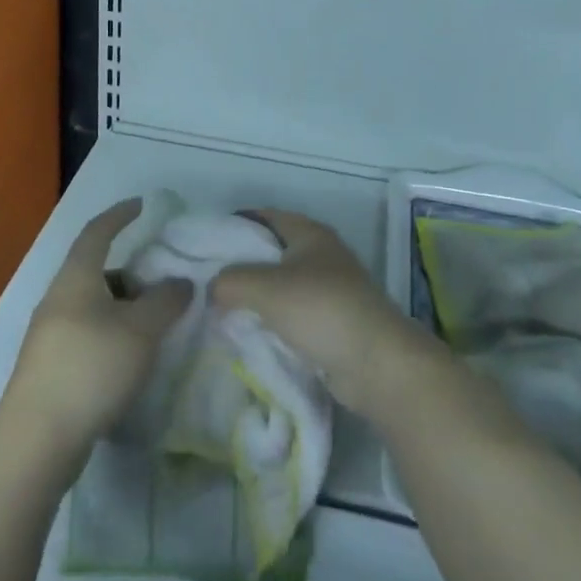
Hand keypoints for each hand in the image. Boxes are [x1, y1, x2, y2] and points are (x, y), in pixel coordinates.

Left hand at [5, 199, 192, 452]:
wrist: (37, 439)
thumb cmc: (91, 368)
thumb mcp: (141, 329)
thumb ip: (166, 300)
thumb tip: (181, 282)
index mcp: (76, 278)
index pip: (97, 232)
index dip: (119, 215)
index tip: (141, 205)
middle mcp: (58, 299)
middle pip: (97, 271)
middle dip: (131, 273)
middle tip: (162, 284)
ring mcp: (50, 335)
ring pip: (93, 306)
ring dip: (123, 308)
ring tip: (154, 327)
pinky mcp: (50, 368)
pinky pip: (88, 334)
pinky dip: (113, 334)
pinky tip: (132, 359)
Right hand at [211, 210, 432, 417]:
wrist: (376, 363)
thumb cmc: (321, 310)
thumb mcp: (266, 288)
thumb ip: (231, 280)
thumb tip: (212, 287)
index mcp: (310, 233)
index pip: (266, 217)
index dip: (236, 224)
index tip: (205, 243)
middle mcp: (321, 255)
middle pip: (272, 252)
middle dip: (241, 265)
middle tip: (207, 282)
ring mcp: (329, 290)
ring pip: (281, 286)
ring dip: (256, 298)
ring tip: (220, 311)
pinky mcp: (332, 323)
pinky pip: (292, 315)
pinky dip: (272, 321)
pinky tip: (249, 334)